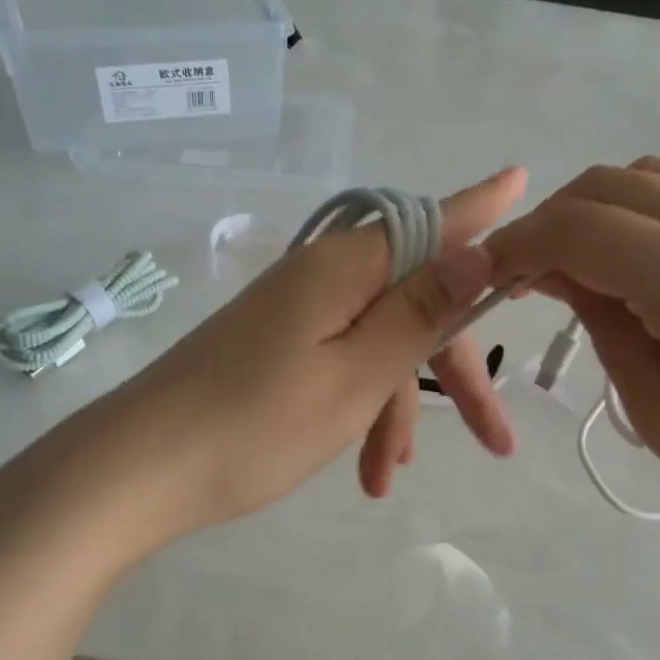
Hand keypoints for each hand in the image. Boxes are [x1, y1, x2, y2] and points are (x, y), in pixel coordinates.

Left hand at [86, 167, 526, 545]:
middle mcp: (323, 277)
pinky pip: (340, 365)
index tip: (523, 180)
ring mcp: (296, 313)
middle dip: (454, 374)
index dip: (481, 209)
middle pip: (414, 304)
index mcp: (347, 268)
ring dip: (395, 411)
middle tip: (498, 441)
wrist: (136, 471)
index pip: (432, 223)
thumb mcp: (356, 375)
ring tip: (391, 479)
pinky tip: (364, 467)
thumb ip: (420, 312)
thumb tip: (479, 250)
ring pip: (377, 346)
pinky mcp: (276, 346)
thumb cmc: (255, 425)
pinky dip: (359, 411)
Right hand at [485, 160, 659, 601]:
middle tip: (527, 277)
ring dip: (603, 213)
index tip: (487, 275)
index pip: (583, 227)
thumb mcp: (659, 413)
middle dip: (554, 220)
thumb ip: (603, 324)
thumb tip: (559, 274)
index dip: (520, 244)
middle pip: (617, 182)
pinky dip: (649, 219)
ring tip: (580, 273)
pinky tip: (640, 273)